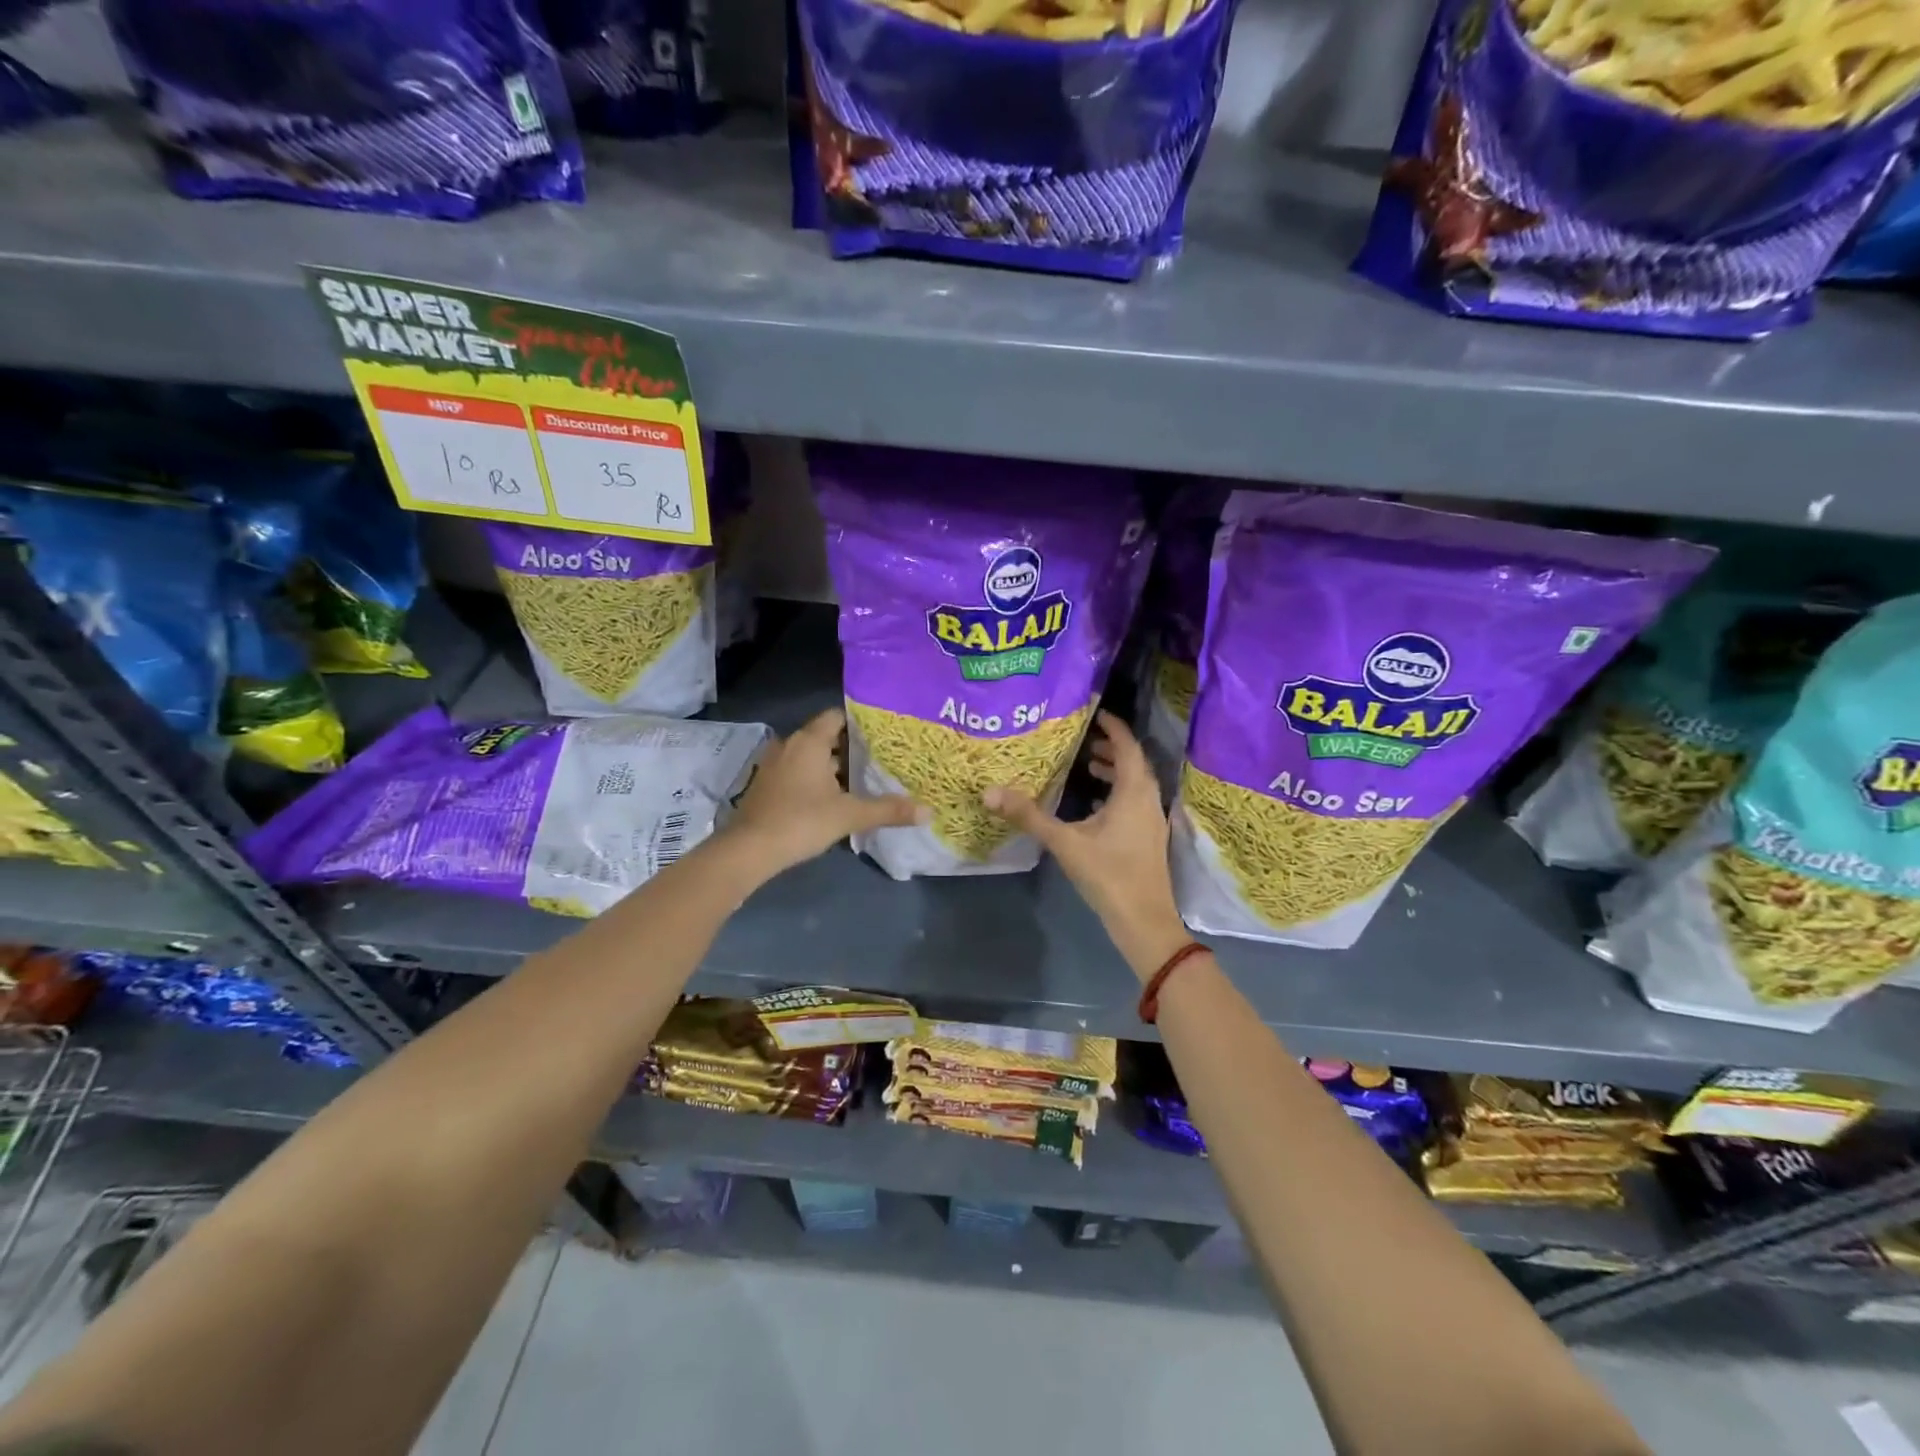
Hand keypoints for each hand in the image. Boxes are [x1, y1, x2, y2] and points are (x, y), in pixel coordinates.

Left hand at [719, 708, 922, 879]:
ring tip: (861, 779)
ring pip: (810, 756)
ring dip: (831, 766)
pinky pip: (796, 771)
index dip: (860, 723)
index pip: (837, 716)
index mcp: (809, 741)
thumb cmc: (801, 821)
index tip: (883, 734)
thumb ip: (888, 810)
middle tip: (880, 759)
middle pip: (825, 737)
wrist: (748, 850)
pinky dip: (814, 778)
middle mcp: (789, 744)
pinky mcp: (766, 784)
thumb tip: (928, 811)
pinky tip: (831, 797)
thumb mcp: (850, 815)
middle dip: (850, 748)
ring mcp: (774, 764)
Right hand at [983, 712, 1190, 982]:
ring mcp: (1152, 821)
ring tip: (1088, 767)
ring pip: (1136, 785)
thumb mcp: (1064, 842)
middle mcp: (1148, 800)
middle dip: (1111, 748)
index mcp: (1134, 792)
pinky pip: (1135, 803)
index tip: (1096, 712)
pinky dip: (1117, 794)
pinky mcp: (1148, 838)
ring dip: (1115, 772)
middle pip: (1134, 763)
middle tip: (1084, 740)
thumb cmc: (1108, 874)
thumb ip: (1029, 816)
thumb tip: (990, 792)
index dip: (1113, 727)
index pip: (1127, 746)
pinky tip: (1094, 807)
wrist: (1144, 921)